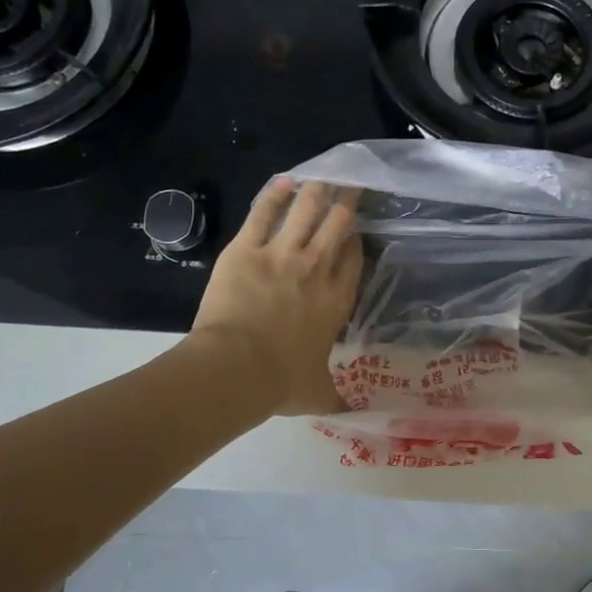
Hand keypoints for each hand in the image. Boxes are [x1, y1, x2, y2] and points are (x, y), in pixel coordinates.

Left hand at [187, 180, 363, 415]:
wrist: (235, 369)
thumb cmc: (280, 382)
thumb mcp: (317, 394)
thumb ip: (337, 400)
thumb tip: (355, 416)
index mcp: (336, 300)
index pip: (354, 258)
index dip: (356, 240)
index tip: (356, 232)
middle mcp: (316, 268)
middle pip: (338, 223)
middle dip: (347, 202)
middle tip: (351, 186)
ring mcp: (282, 253)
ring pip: (307, 210)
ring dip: (318, 190)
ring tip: (324, 175)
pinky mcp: (247, 248)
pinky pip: (264, 212)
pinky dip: (276, 194)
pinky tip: (285, 180)